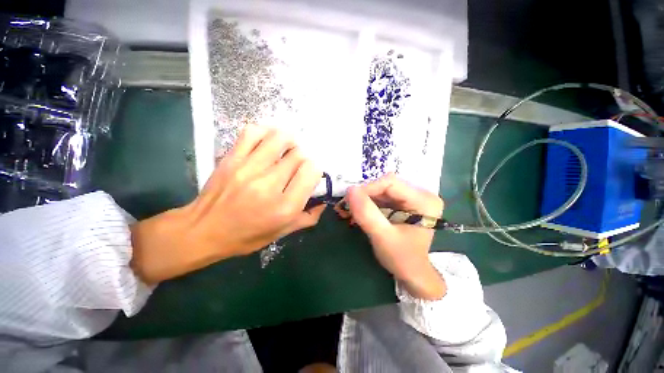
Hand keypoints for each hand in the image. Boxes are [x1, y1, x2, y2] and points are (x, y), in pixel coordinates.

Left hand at [130, 125, 325, 283]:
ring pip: (280, 138)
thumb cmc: (246, 236)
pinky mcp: (232, 159)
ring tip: (286, 150)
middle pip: (299, 154)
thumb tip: (324, 199)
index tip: (308, 175)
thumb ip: (309, 217)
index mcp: (285, 207)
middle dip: (303, 158)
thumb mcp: (283, 233)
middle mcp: (269, 185)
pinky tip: (268, 141)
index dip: (314, 170)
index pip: (311, 171)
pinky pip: (253, 132)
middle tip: (296, 166)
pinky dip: (265, 132)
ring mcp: (249, 169)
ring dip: (289, 141)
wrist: (203, 231)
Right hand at [340, 174, 445, 299]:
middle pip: (386, 185)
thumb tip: (350, 190)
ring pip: (382, 190)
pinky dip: (368, 203)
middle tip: (346, 206)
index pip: (391, 183)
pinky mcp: (403, 203)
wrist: (411, 272)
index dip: (368, 188)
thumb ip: (367, 214)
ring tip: (349, 210)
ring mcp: (412, 197)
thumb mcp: (382, 237)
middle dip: (364, 195)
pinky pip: (382, 197)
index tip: (350, 199)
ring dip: (364, 199)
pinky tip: (359, 212)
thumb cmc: (401, 258)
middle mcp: (421, 194)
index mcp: (424, 200)